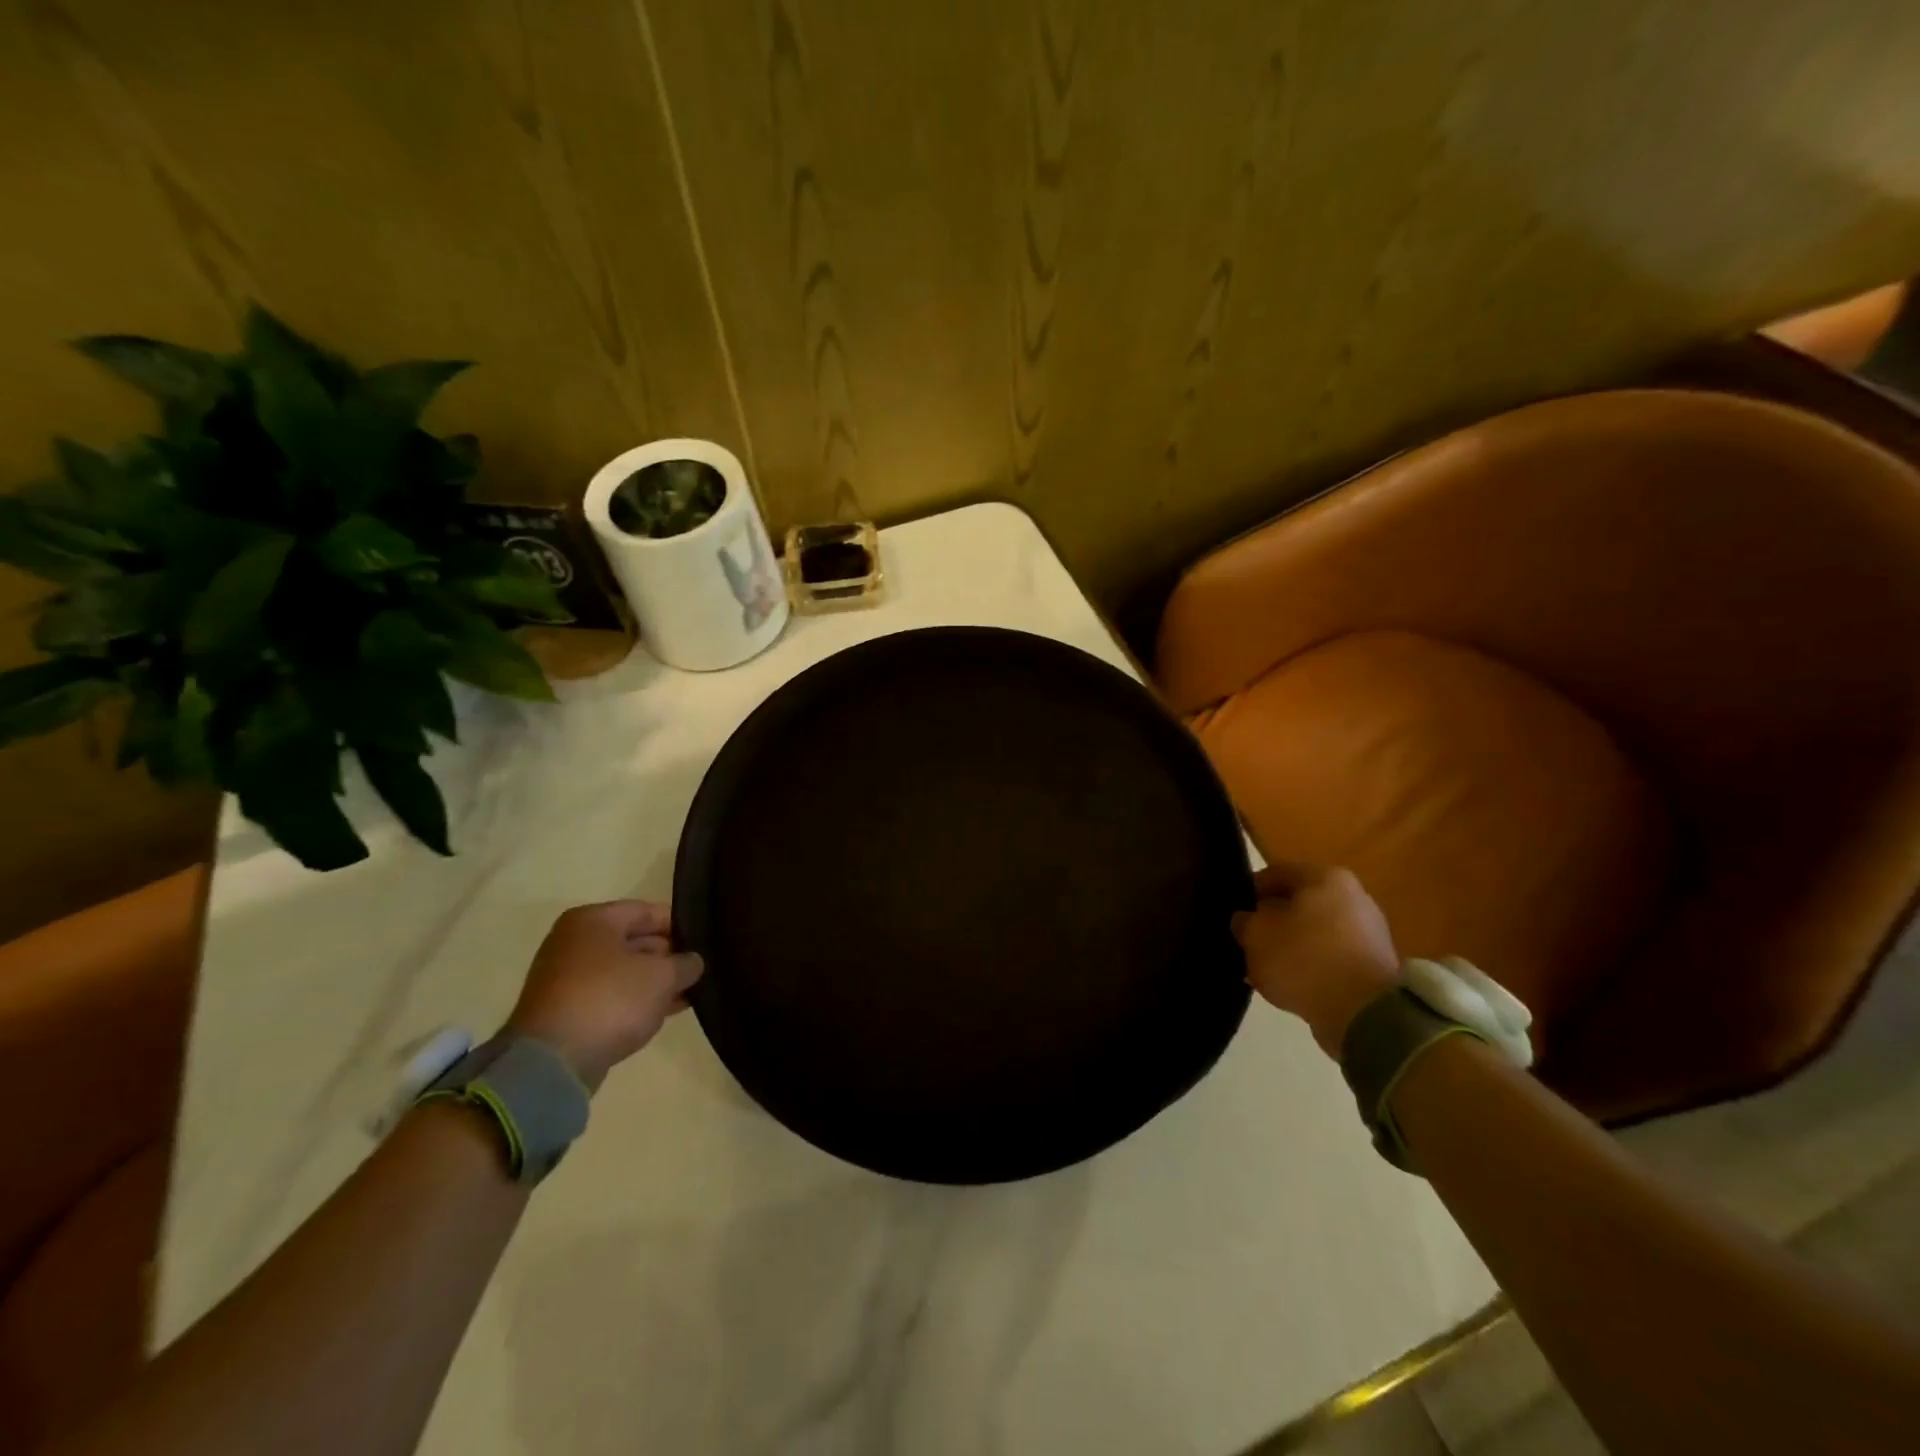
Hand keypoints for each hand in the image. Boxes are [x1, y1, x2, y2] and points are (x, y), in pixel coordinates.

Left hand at [506, 901, 703, 1090]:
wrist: (551, 1062)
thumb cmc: (610, 1000)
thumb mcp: (662, 977)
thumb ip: (685, 964)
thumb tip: (693, 962)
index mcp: (593, 920)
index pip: (647, 911)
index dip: (680, 925)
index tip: (705, 941)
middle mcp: (574, 942)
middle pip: (634, 940)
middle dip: (668, 956)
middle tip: (699, 970)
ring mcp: (566, 978)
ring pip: (623, 971)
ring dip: (654, 982)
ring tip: (689, 993)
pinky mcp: (565, 1010)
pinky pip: (610, 996)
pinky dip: (635, 1001)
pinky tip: (664, 1012)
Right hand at [1232, 862, 1400, 1057]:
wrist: (1365, 1013)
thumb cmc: (1304, 959)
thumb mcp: (1256, 935)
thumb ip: (1244, 922)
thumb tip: (1246, 920)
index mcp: (1324, 876)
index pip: (1275, 873)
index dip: (1248, 891)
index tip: (1233, 913)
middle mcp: (1352, 896)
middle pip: (1298, 903)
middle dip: (1272, 921)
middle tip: (1248, 941)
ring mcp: (1368, 931)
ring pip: (1314, 931)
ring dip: (1290, 946)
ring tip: (1266, 967)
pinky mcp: (1374, 965)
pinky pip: (1331, 957)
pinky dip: (1311, 967)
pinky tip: (1292, 984)